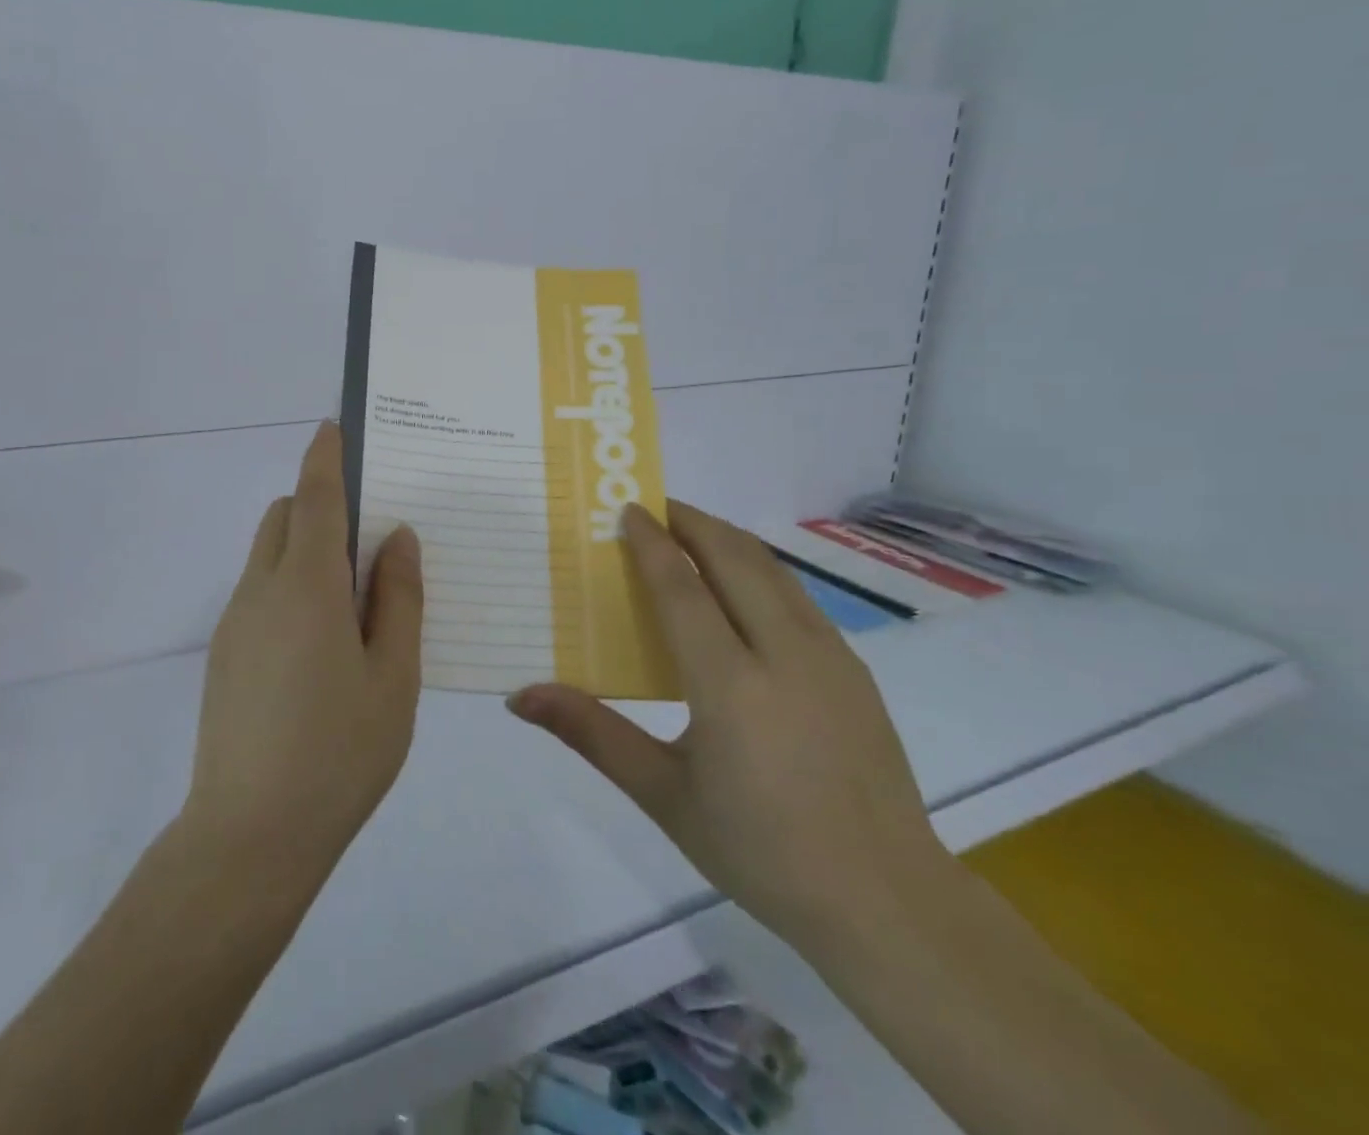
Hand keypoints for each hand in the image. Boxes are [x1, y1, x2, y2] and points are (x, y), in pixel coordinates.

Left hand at [181, 421, 423, 879]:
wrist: (250, 836)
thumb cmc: (339, 752)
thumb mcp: (393, 675)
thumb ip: (398, 598)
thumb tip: (397, 538)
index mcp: (307, 586)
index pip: (313, 497)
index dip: (325, 457)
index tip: (334, 427)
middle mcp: (261, 590)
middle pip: (283, 517)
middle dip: (318, 504)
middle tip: (370, 534)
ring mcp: (236, 623)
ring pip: (268, 555)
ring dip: (304, 548)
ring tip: (354, 596)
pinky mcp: (224, 655)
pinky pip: (260, 593)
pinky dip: (290, 585)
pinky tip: (322, 643)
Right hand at [507, 500, 948, 950]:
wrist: (886, 901)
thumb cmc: (760, 849)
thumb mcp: (664, 795)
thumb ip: (592, 734)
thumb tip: (522, 697)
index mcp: (730, 684)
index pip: (682, 588)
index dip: (651, 543)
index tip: (628, 509)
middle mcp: (783, 653)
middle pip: (733, 558)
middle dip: (692, 522)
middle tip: (654, 507)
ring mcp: (828, 657)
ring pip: (772, 570)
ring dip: (728, 539)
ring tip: (693, 531)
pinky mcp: (854, 670)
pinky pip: (798, 596)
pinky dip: (760, 570)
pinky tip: (743, 589)